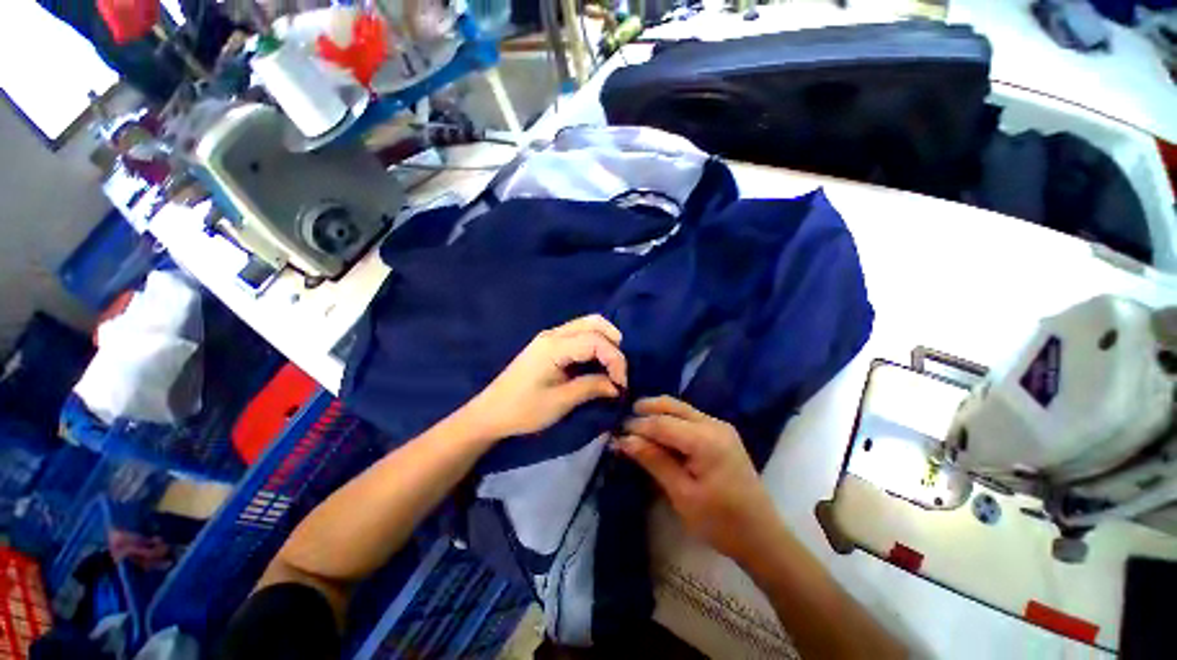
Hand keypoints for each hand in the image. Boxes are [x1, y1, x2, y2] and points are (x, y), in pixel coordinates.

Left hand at [462, 315, 627, 440]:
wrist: (490, 413)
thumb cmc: (523, 410)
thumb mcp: (560, 402)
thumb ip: (591, 388)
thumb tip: (617, 385)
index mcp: (554, 347)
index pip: (595, 340)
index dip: (615, 359)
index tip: (621, 384)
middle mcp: (553, 334)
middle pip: (594, 323)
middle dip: (614, 344)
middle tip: (619, 371)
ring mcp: (549, 337)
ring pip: (587, 325)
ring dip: (605, 342)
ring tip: (612, 367)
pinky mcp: (548, 344)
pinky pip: (578, 334)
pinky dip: (594, 344)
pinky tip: (597, 363)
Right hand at [617, 397, 780, 564]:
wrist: (761, 536)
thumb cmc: (720, 521)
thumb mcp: (682, 494)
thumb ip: (654, 461)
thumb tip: (624, 440)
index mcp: (705, 440)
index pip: (662, 423)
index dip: (638, 426)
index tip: (616, 434)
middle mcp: (714, 424)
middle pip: (673, 406)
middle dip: (647, 409)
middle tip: (624, 421)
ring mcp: (720, 427)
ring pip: (681, 408)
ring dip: (658, 413)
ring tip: (636, 425)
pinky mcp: (722, 434)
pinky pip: (690, 417)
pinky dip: (671, 420)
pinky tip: (659, 432)